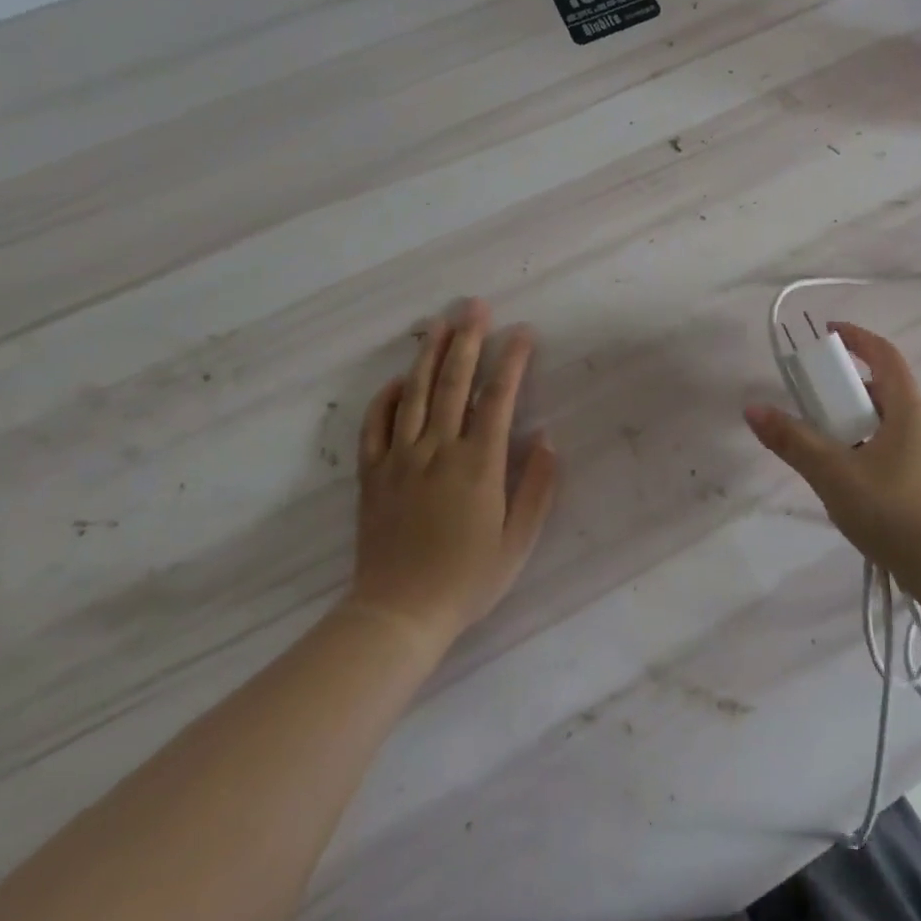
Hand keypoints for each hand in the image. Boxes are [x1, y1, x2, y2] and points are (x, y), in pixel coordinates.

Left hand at [349, 300, 558, 639]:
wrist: (398, 615)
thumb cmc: (467, 579)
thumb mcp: (518, 541)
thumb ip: (536, 486)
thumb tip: (547, 437)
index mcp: (478, 465)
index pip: (497, 398)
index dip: (512, 361)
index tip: (523, 332)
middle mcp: (438, 451)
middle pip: (453, 383)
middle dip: (468, 340)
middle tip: (476, 305)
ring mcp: (400, 460)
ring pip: (414, 394)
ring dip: (429, 354)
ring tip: (440, 322)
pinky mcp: (372, 475)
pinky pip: (375, 426)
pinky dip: (386, 397)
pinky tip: (398, 378)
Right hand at [744, 322, 920, 592]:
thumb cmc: (895, 512)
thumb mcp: (835, 474)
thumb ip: (793, 441)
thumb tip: (753, 409)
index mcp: (908, 409)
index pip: (884, 355)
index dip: (857, 338)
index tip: (828, 333)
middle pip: (883, 390)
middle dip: (845, 389)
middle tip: (811, 401)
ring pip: (887, 424)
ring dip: (854, 423)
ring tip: (822, 445)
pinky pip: (892, 451)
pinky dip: (866, 449)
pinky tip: (847, 481)